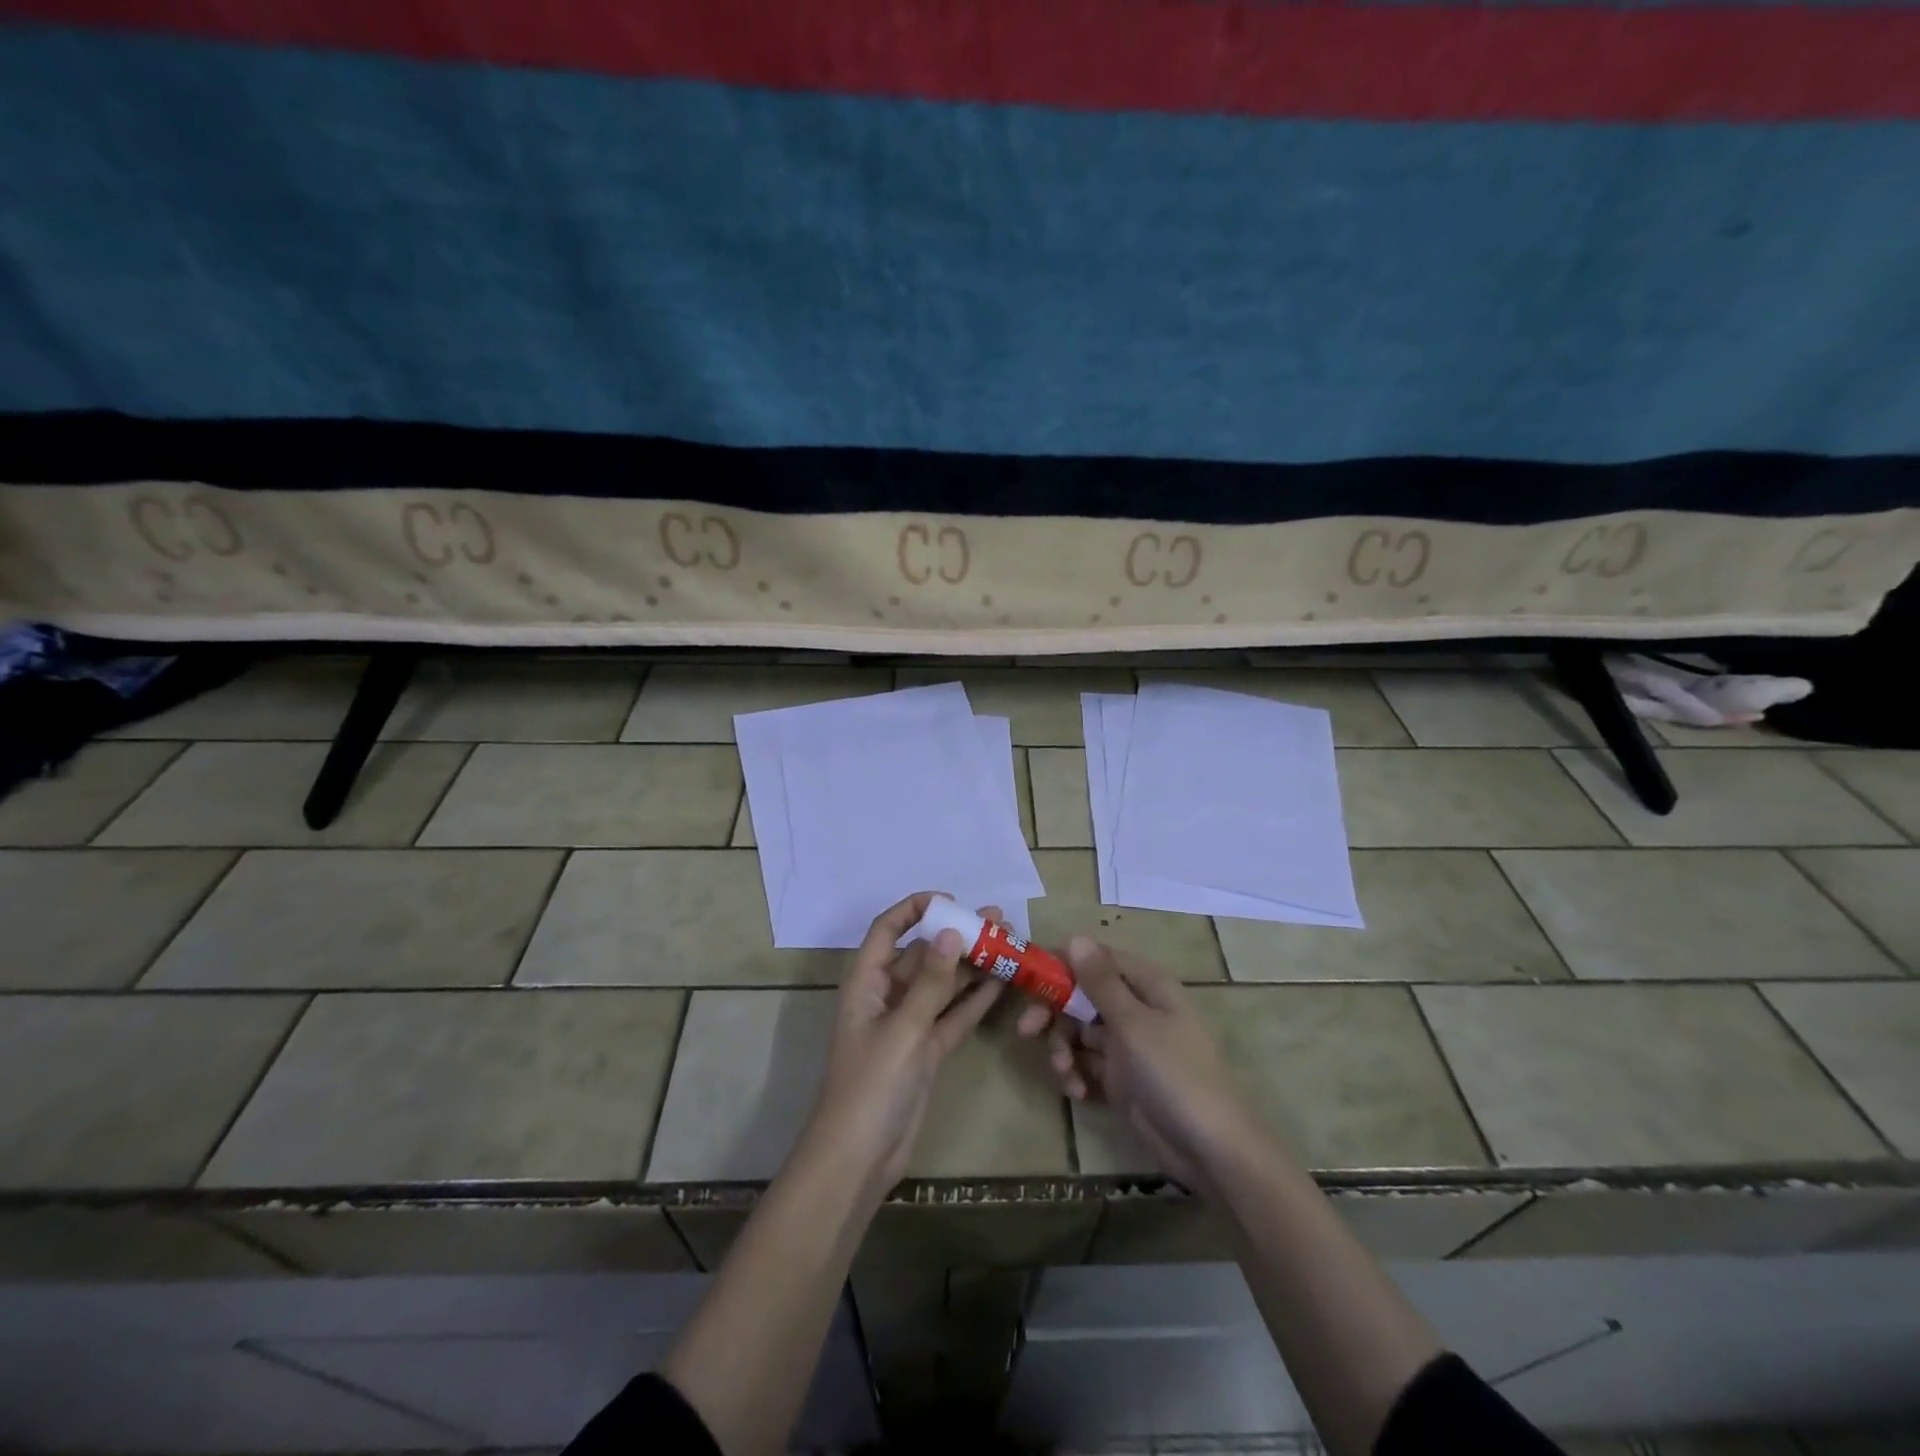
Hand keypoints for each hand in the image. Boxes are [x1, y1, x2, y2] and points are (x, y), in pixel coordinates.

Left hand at [798, 892, 1002, 1198]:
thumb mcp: (902, 1030)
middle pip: (922, 954)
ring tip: (1008, 942)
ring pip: (943, 984)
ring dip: (971, 964)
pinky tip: (1002, 982)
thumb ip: (931, 983)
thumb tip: (951, 932)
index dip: (914, 909)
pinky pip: (953, 1015)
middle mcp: (887, 996)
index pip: (886, 930)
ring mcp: (908, 1024)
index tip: (952, 901)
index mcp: (866, 983)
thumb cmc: (870, 1086)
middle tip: (997, 919)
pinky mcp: (926, 1050)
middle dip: (956, 935)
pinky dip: (974, 1000)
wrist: (858, 1159)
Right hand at [1019, 937, 1267, 1195]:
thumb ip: (1100, 981)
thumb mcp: (1133, 1024)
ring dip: (1064, 1049)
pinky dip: (1077, 1074)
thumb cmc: (1174, 1074)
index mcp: (1145, 985)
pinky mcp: (1121, 1077)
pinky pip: (1087, 1063)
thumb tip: (1076, 936)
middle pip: (1081, 996)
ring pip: (1079, 1031)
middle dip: (1054, 1013)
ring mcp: (1128, 1044)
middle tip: (1026, 1030)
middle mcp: (1135, 1008)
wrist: (1210, 1149)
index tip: (1029, 980)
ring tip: (1065, 1073)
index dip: (1061, 966)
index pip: (1095, 958)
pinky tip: (1078, 1092)